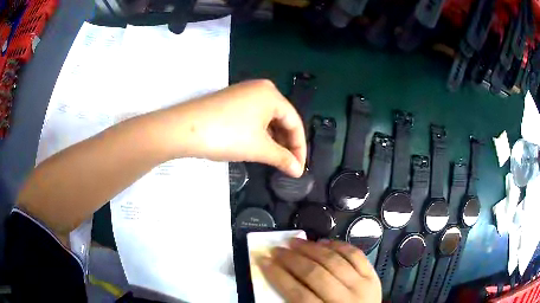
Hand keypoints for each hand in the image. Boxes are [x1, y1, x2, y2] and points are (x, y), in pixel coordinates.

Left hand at [169, 80, 305, 176]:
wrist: (183, 129)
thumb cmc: (227, 135)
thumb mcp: (259, 148)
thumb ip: (283, 158)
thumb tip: (298, 171)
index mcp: (271, 94)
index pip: (295, 122)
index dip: (299, 148)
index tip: (299, 168)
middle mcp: (259, 89)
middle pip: (282, 119)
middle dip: (286, 144)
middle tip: (287, 165)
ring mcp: (242, 94)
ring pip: (266, 119)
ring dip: (273, 140)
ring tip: (274, 159)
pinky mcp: (230, 102)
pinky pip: (253, 118)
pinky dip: (259, 134)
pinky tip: (257, 147)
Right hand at [258, 239, 381, 302]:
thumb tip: (279, 279)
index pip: (297, 293)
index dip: (278, 276)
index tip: (263, 261)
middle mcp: (346, 299)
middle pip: (315, 274)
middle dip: (291, 259)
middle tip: (277, 249)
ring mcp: (362, 285)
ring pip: (334, 261)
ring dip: (312, 248)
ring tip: (295, 241)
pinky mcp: (373, 276)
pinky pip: (355, 255)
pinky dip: (339, 245)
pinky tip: (324, 242)